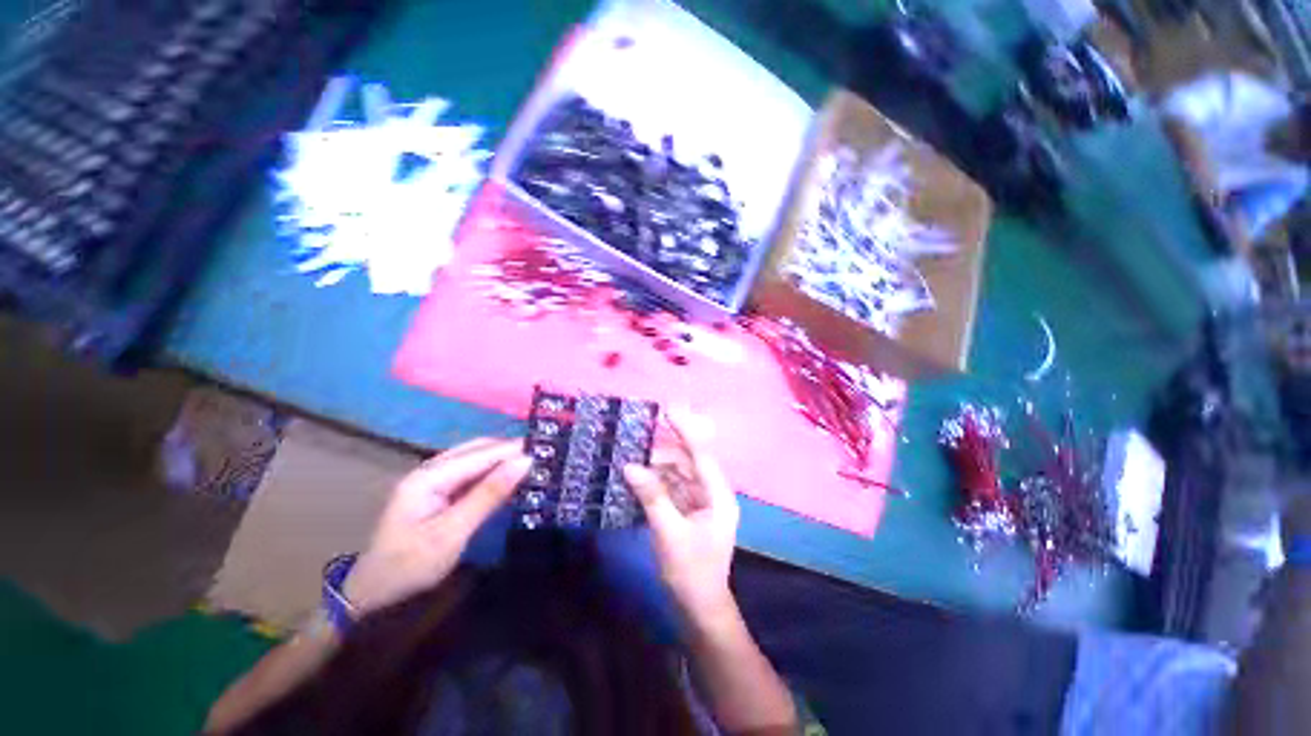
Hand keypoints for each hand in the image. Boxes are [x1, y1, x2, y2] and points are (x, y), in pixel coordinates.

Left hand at [343, 438, 530, 615]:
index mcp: (429, 476)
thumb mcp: (452, 533)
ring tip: (534, 463)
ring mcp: (433, 481)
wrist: (373, 598)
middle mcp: (430, 470)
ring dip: (503, 460)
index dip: (514, 449)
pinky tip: (510, 478)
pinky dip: (493, 474)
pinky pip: (471, 474)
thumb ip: (489, 494)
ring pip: (476, 459)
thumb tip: (525, 462)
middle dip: (510, 450)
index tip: (547, 448)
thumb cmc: (410, 567)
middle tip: (544, 455)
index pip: (481, 453)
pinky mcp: (438, 493)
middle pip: (477, 450)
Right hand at [624, 409, 739, 624]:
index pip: (701, 454)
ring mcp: (701, 503)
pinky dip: (658, 483)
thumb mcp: (668, 533)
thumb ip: (652, 496)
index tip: (668, 409)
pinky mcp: (690, 513)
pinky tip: (640, 479)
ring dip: (658, 468)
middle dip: (664, 451)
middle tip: (637, 442)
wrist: (700, 610)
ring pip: (679, 475)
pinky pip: (673, 489)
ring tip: (633, 460)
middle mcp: (712, 494)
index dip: (685, 429)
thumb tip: (630, 466)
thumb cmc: (691, 573)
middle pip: (688, 462)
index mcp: (718, 495)